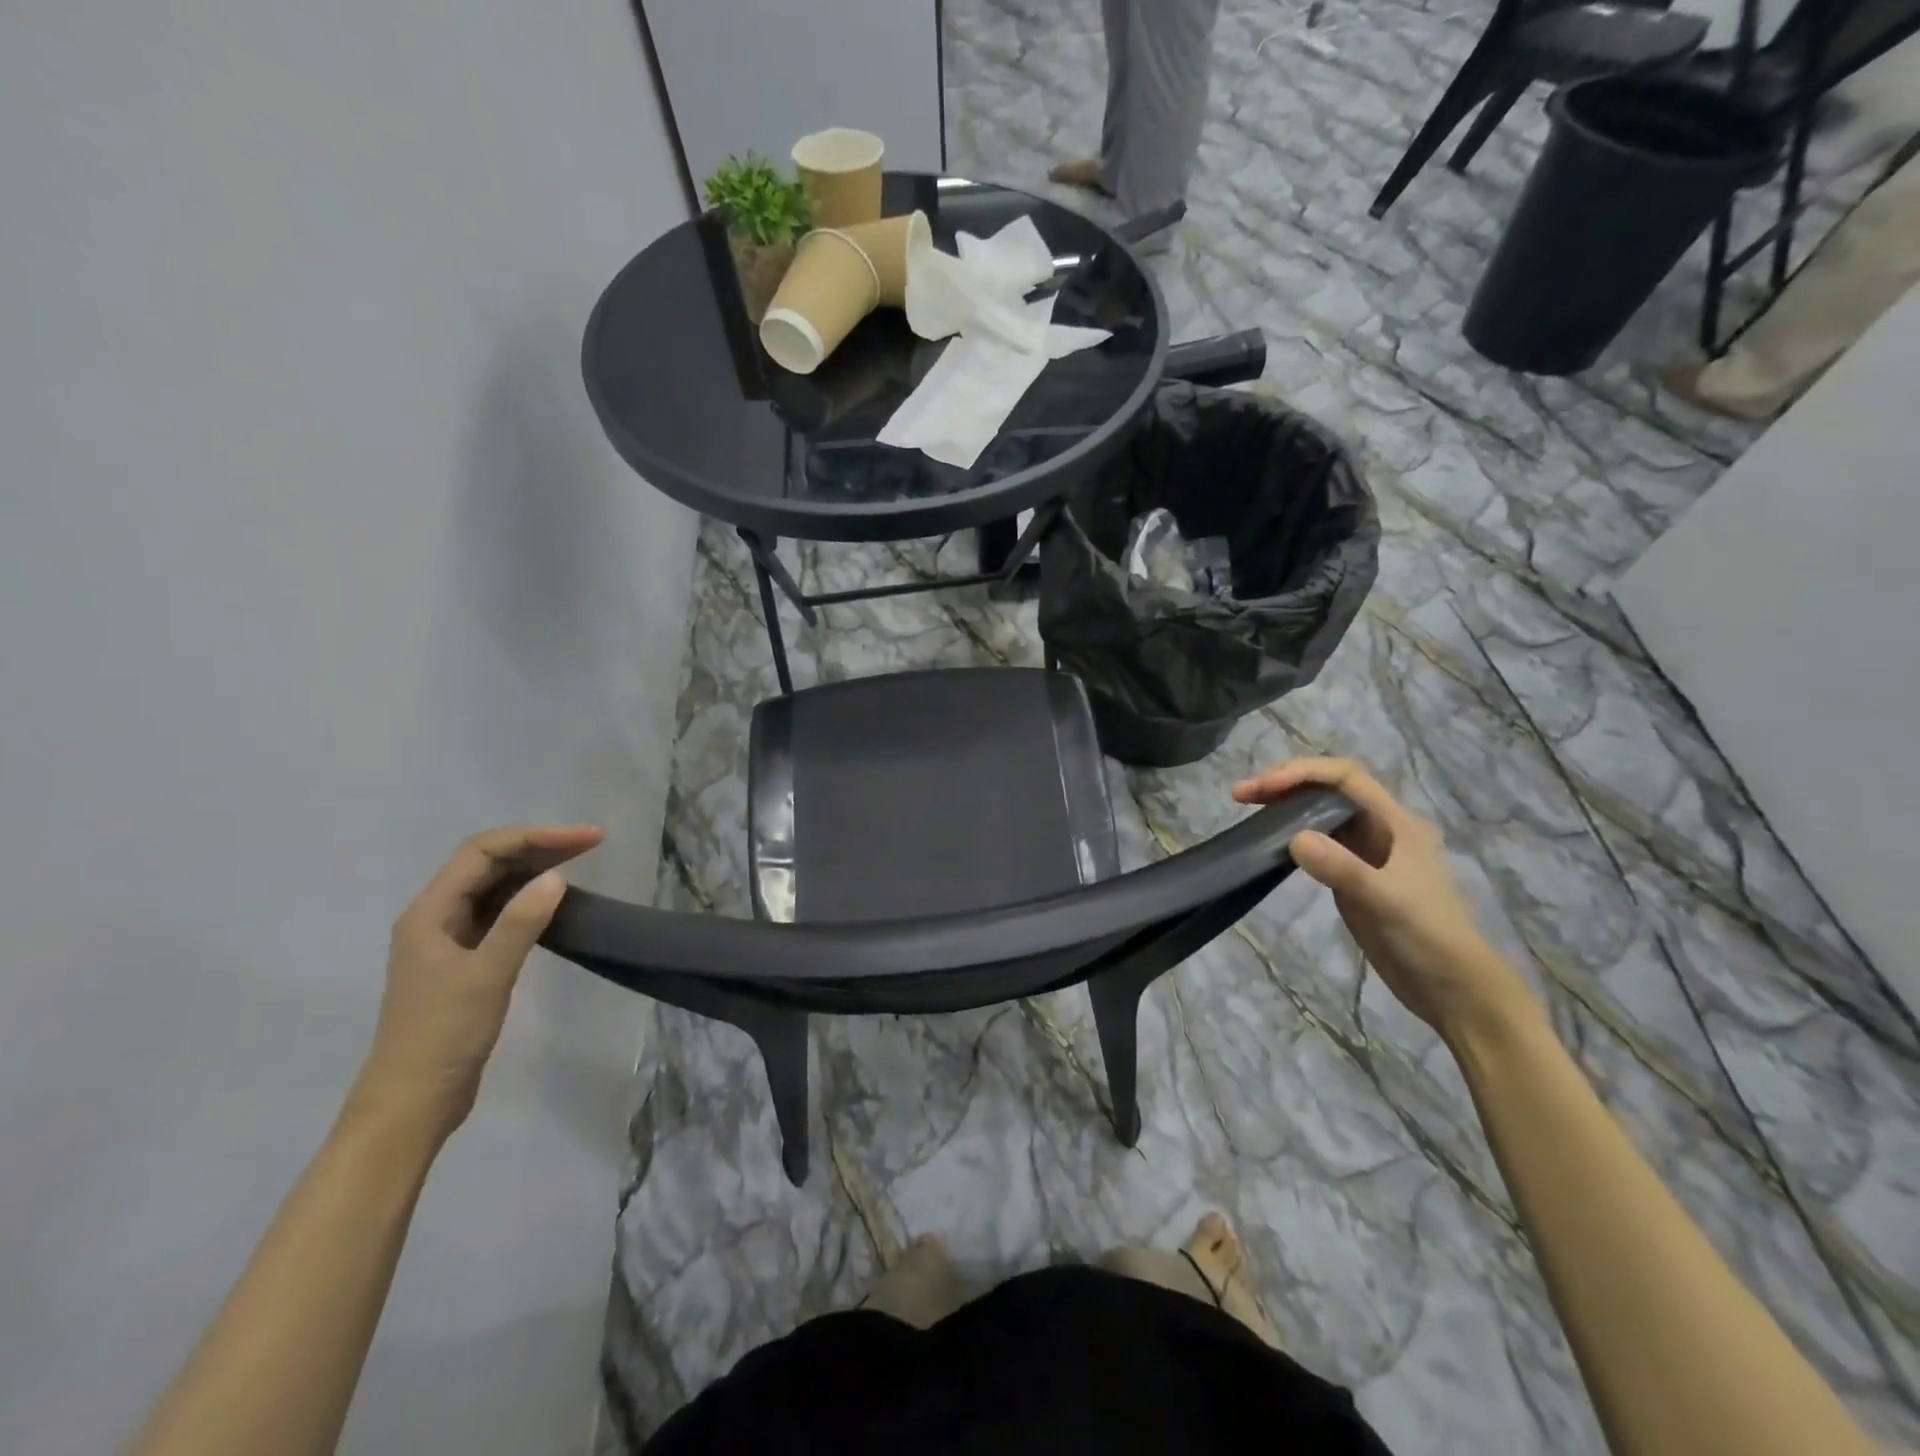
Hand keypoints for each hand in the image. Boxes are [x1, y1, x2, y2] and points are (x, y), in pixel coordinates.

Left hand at [349, 824, 605, 1139]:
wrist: (413, 1104)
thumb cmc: (443, 1036)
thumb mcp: (486, 976)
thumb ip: (520, 923)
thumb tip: (557, 876)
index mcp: (430, 913)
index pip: (483, 853)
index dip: (535, 837)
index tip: (586, 840)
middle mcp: (437, 917)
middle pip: (489, 864)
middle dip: (539, 847)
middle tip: (593, 843)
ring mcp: (451, 940)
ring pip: (496, 887)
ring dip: (536, 869)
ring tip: (581, 862)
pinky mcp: (466, 962)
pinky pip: (501, 913)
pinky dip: (530, 899)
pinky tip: (555, 902)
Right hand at [1233, 758, 1535, 1041]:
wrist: (1453, 991)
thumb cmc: (1429, 939)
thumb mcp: (1387, 901)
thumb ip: (1342, 868)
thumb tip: (1293, 838)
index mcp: (1396, 822)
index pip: (1344, 777)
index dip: (1301, 772)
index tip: (1262, 787)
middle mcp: (1381, 829)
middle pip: (1328, 788)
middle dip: (1285, 783)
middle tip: (1241, 794)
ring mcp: (1366, 853)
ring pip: (1320, 812)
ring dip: (1284, 804)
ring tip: (1247, 807)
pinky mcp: (1352, 876)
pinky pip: (1316, 841)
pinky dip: (1289, 832)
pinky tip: (1268, 841)